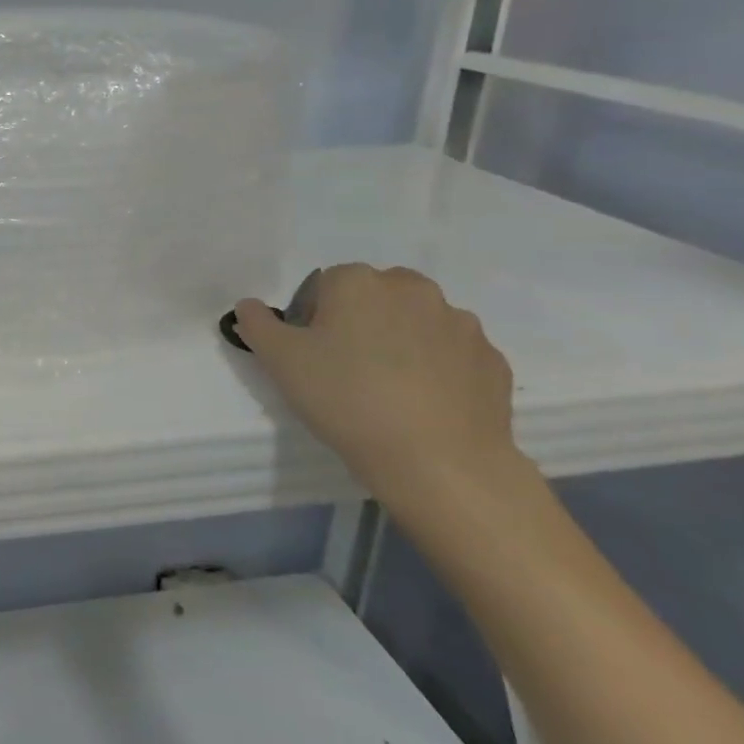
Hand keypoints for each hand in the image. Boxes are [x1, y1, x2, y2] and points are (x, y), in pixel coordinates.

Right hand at [233, 264, 521, 509]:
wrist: (439, 462)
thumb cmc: (346, 398)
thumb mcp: (279, 360)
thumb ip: (257, 323)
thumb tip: (249, 305)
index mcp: (359, 281)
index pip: (326, 284)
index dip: (315, 317)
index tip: (313, 353)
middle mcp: (413, 289)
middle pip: (376, 295)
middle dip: (362, 320)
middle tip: (347, 367)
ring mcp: (461, 324)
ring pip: (417, 322)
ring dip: (402, 341)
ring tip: (389, 390)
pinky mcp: (493, 361)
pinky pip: (453, 355)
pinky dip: (438, 369)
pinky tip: (423, 404)